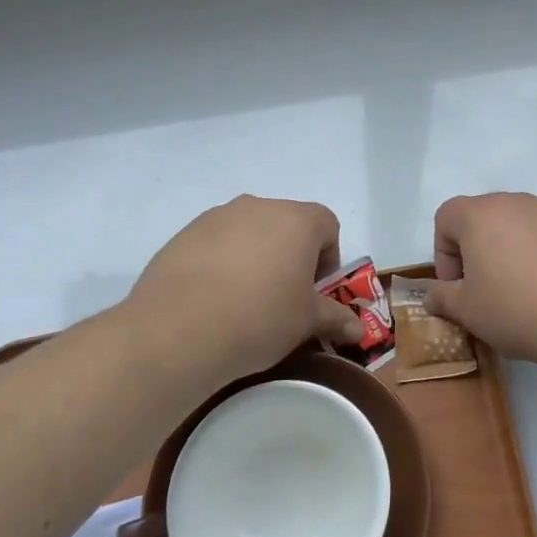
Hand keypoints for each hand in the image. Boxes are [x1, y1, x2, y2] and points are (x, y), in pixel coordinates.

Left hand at [120, 196, 364, 384]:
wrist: (177, 330)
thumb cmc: (259, 318)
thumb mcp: (305, 323)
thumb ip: (335, 318)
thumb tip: (359, 330)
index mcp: (297, 220)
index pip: (327, 225)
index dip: (327, 257)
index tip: (314, 291)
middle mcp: (259, 206)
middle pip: (287, 224)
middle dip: (291, 255)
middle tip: (281, 297)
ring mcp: (218, 216)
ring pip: (249, 231)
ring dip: (255, 256)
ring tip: (242, 300)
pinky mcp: (184, 233)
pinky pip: (216, 242)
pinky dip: (221, 262)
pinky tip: (211, 299)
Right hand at [423, 192, 536, 370]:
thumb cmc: (518, 310)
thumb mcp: (468, 312)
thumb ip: (442, 298)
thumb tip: (433, 295)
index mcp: (480, 215)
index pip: (446, 217)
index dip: (444, 253)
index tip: (457, 286)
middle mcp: (516, 202)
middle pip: (483, 218)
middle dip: (476, 250)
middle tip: (486, 289)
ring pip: (518, 226)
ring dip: (510, 252)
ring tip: (523, 292)